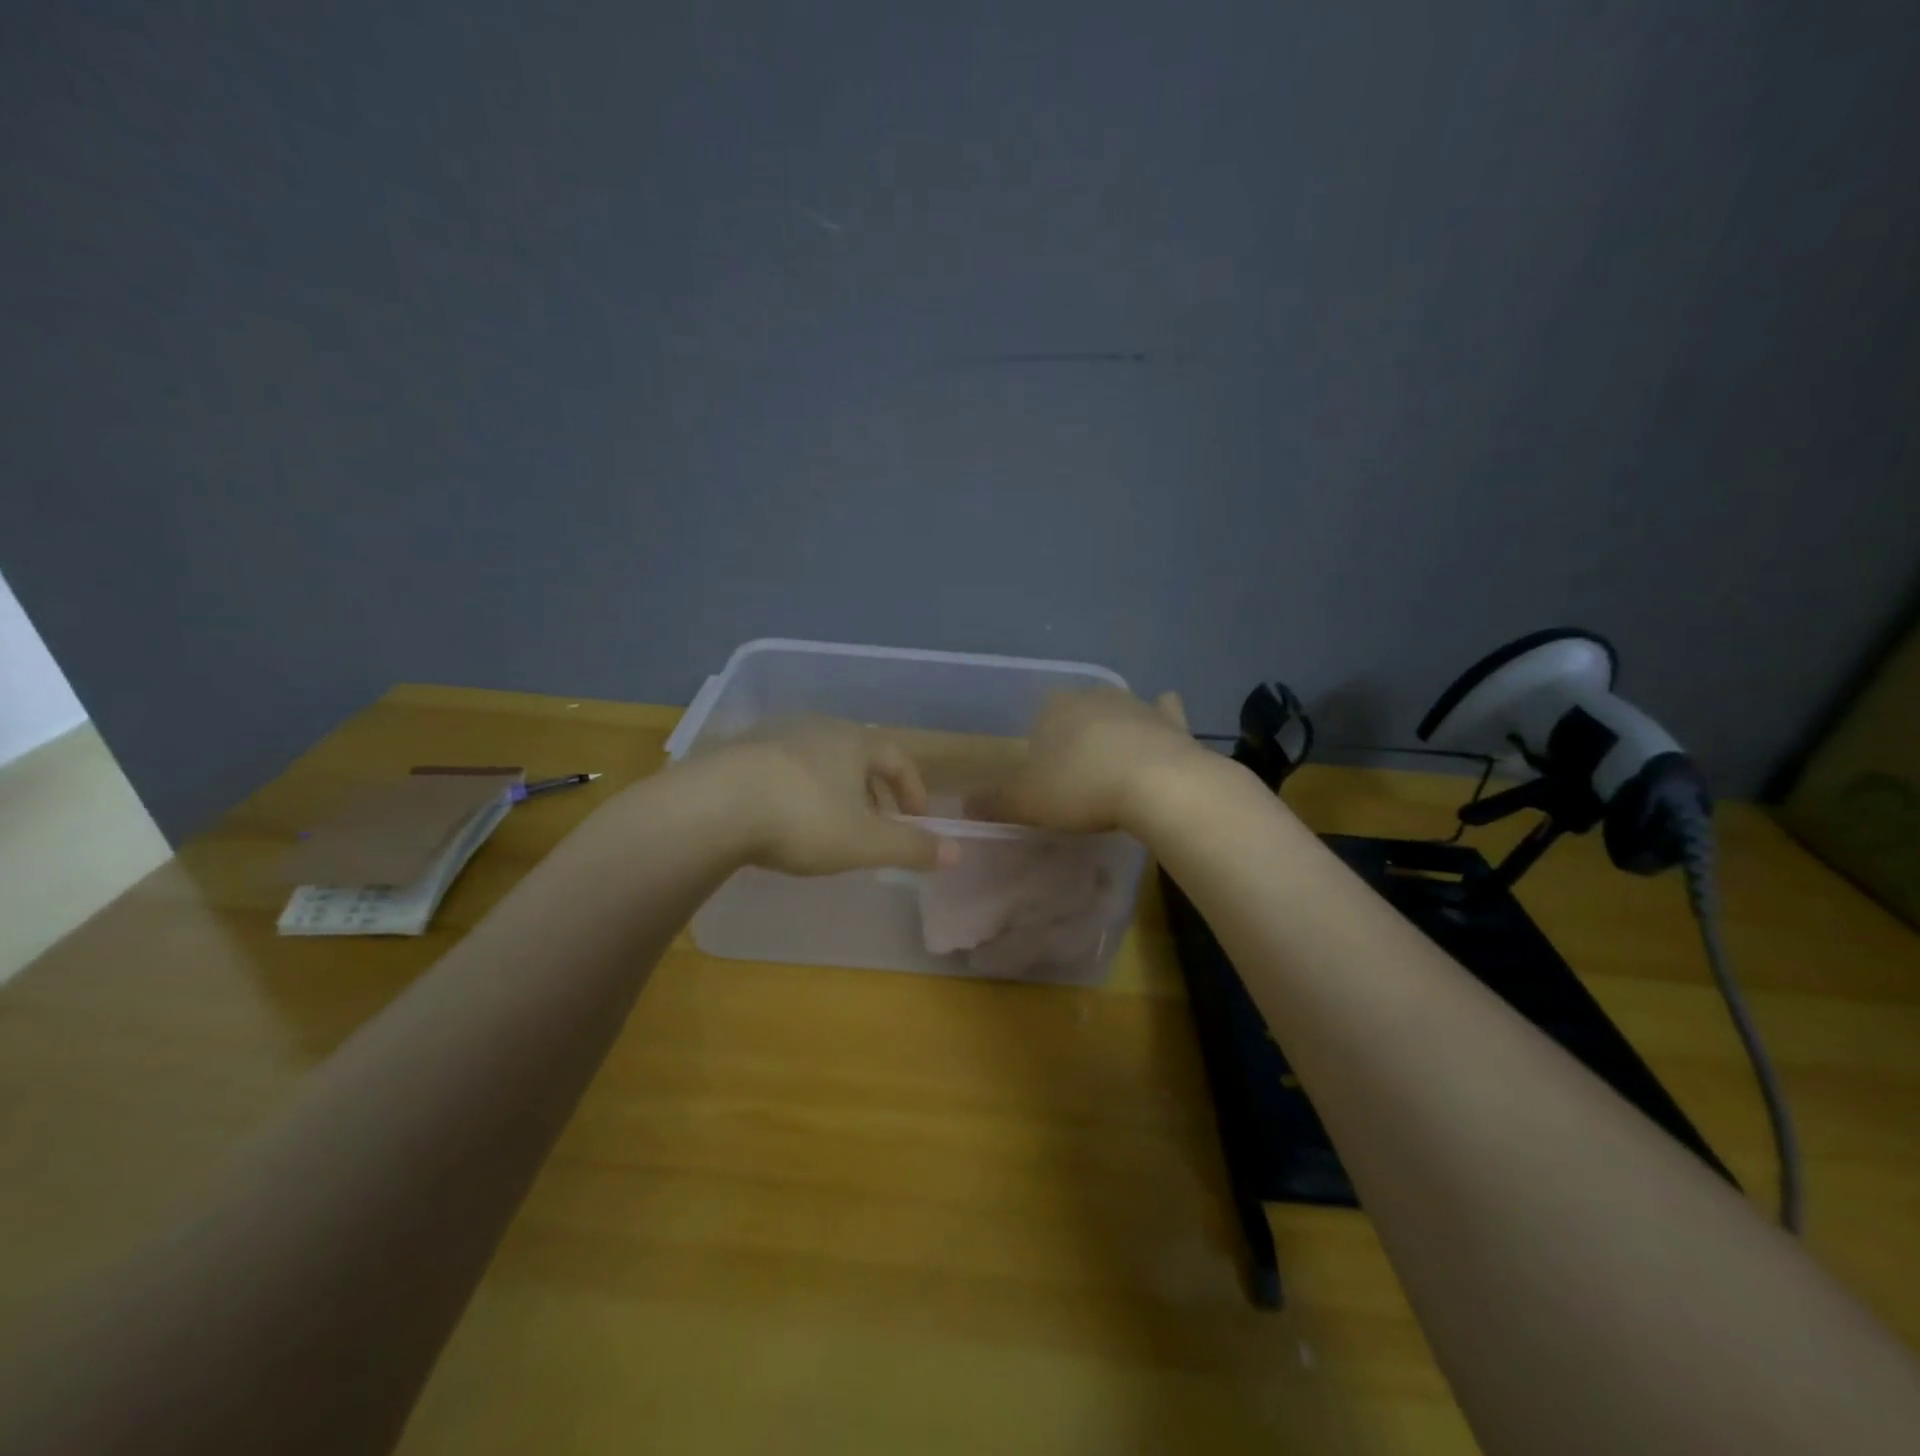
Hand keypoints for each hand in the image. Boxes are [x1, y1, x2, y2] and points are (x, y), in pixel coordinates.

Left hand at [713, 718, 957, 875]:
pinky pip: (780, 769)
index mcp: (854, 742)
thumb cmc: (803, 819)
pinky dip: (794, 791)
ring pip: (818, 761)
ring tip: (829, 825)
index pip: (897, 758)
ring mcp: (774, 736)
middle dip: (873, 791)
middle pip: (857, 755)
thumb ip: (912, 847)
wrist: (714, 805)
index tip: (917, 820)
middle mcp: (817, 729)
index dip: (913, 789)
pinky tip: (781, 819)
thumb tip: (957, 852)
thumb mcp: (866, 842)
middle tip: (875, 825)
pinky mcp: (737, 752)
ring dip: (833, 790)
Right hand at [968, 688, 1210, 834]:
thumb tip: (964, 804)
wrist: (1156, 785)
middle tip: (1076, 775)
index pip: (1040, 718)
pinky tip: (1160, 731)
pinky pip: (1164, 715)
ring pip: (1119, 713)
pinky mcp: (1172, 723)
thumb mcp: (1027, 802)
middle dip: (1076, 737)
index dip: (1040, 746)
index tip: (1044, 776)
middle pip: (1078, 713)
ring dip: (1115, 731)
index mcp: (1054, 709)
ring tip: (1113, 765)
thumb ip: (995, 802)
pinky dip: (1161, 721)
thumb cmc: (1080, 788)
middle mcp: (1094, 697)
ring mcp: (1137, 706)